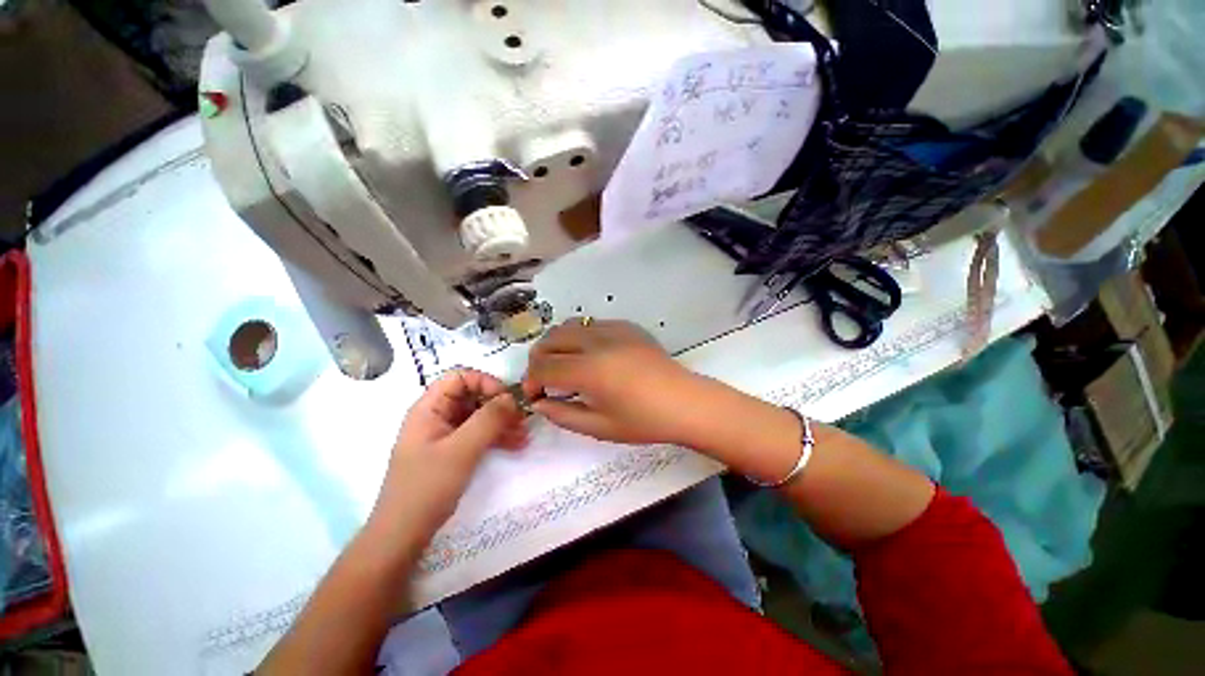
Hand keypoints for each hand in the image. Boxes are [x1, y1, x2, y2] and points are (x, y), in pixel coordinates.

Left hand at [370, 369, 526, 544]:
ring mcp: (445, 435)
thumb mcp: (461, 450)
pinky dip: (497, 436)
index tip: (507, 400)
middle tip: (523, 418)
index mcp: (429, 408)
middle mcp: (437, 416)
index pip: (460, 377)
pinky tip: (516, 445)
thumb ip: (488, 420)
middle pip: (472, 396)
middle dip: (499, 405)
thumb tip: (513, 397)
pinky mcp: (453, 451)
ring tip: (524, 435)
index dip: (485, 383)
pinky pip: (478, 434)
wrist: (403, 536)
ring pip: (479, 416)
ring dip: (502, 422)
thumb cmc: (427, 487)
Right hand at [522, 320, 702, 444]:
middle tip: (544, 380)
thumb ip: (562, 415)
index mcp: (589, 370)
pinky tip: (590, 355)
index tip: (534, 395)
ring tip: (563, 364)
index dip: (530, 381)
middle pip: (551, 339)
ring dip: (557, 344)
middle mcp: (597, 342)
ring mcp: (613, 329)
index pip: (543, 367)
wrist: (685, 402)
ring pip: (568, 325)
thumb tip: (538, 403)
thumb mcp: (598, 427)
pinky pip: (591, 324)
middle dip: (539, 359)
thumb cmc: (643, 421)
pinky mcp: (626, 325)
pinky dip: (579, 337)